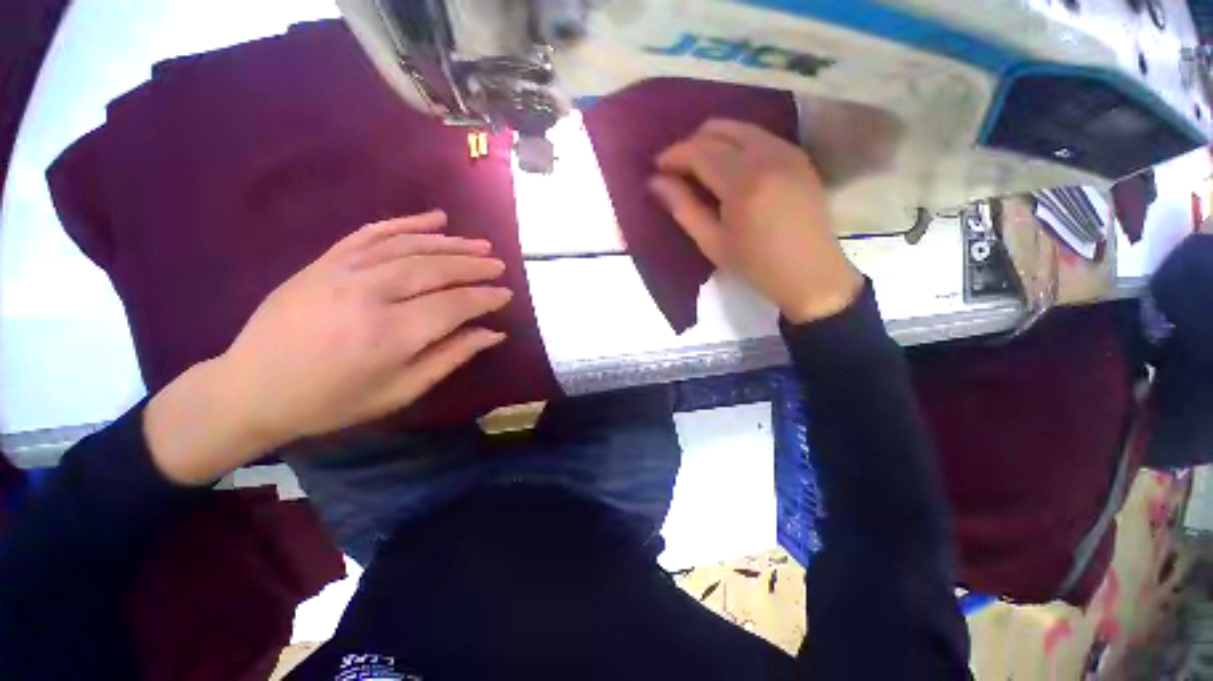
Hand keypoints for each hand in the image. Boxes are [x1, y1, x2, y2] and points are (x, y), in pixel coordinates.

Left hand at [145, 210, 510, 483]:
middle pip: (435, 269)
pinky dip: (406, 223)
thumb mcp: (401, 390)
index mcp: (391, 334)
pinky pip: (372, 233)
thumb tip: (493, 333)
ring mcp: (343, 271)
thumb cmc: (333, 400)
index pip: (454, 305)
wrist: (252, 388)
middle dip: (474, 265)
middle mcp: (370, 294)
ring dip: (450, 243)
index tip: (506, 295)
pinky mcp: (325, 261)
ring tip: (478, 243)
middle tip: (499, 264)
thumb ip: (451, 357)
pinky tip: (433, 218)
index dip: (485, 298)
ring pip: (409, 247)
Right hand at [648, 119, 862, 323]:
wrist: (811, 273)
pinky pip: (760, 136)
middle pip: (720, 129)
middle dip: (692, 143)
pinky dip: (737, 144)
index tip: (657, 168)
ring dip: (714, 141)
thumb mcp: (712, 242)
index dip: (674, 155)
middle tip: (677, 169)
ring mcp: (788, 151)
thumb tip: (655, 182)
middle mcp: (768, 155)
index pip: (700, 151)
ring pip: (741, 127)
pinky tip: (730, 169)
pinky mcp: (799, 156)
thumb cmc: (755, 265)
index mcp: (743, 182)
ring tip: (700, 169)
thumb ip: (683, 208)